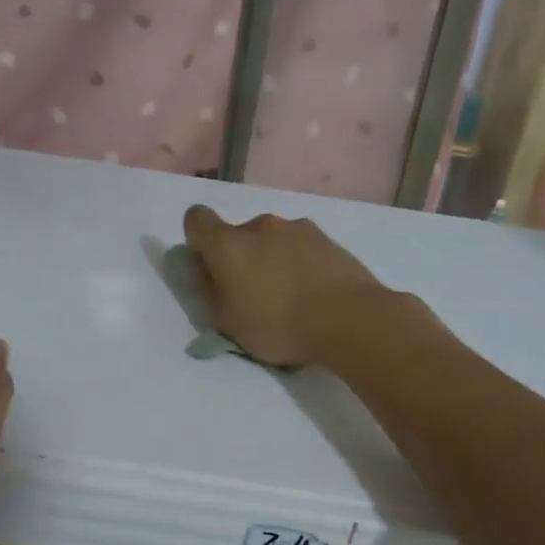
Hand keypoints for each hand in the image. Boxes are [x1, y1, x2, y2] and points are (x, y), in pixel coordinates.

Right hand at [182, 205, 390, 367]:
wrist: (348, 318)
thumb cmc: (278, 324)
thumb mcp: (229, 324)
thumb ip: (213, 295)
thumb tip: (209, 278)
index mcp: (228, 244)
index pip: (196, 220)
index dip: (197, 240)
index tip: (208, 267)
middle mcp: (260, 226)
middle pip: (239, 234)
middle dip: (241, 257)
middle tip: (252, 293)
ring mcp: (298, 228)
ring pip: (274, 240)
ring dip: (273, 259)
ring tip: (290, 296)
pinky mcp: (328, 239)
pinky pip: (302, 248)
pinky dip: (301, 264)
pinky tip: (314, 294)